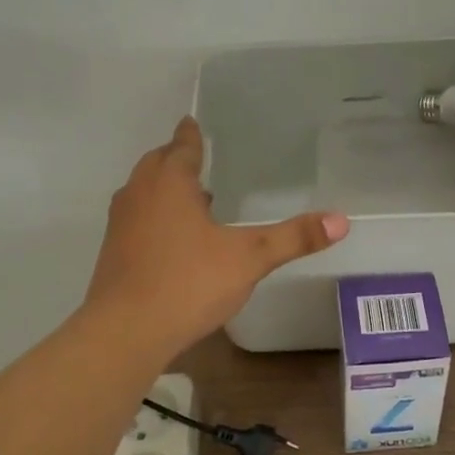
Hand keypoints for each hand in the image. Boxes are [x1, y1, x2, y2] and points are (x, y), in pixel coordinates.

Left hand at [87, 118, 349, 354]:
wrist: (126, 332)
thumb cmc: (189, 282)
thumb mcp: (249, 258)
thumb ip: (293, 238)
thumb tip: (342, 220)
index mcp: (170, 182)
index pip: (182, 146)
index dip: (191, 135)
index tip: (192, 122)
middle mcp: (140, 194)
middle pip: (157, 164)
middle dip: (175, 159)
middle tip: (196, 159)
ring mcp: (121, 223)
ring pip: (143, 192)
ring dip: (164, 189)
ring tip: (194, 199)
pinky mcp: (113, 252)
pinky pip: (137, 219)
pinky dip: (154, 216)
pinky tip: (175, 241)